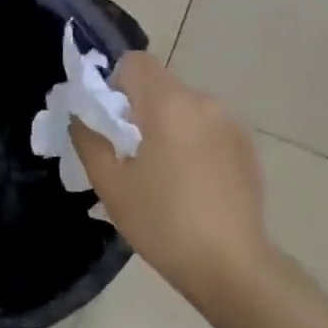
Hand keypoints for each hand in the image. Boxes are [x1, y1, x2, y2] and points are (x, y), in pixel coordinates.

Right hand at [70, 53, 273, 309]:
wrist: (231, 265)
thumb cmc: (162, 222)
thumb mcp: (111, 184)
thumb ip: (88, 139)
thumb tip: (80, 115)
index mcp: (169, 104)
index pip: (134, 62)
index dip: (113, 83)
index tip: (108, 122)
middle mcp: (205, 102)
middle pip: (160, 85)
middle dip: (137, 109)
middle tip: (127, 154)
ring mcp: (231, 124)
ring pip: (184, 108)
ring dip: (165, 125)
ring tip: (160, 174)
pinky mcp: (246, 147)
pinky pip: (207, 128)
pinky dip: (190, 141)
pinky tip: (189, 184)